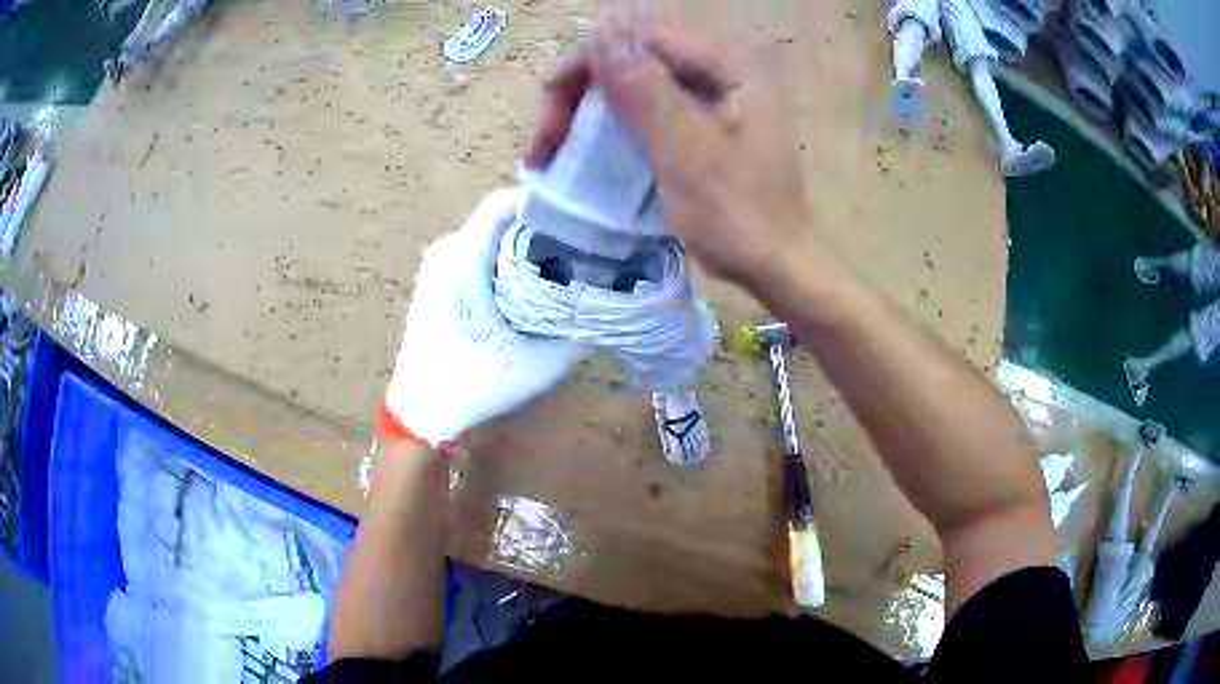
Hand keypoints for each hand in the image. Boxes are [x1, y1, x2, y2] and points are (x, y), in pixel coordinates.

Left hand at [384, 188, 584, 447]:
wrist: (420, 413)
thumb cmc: (474, 385)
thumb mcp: (538, 363)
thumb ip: (578, 329)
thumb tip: (610, 301)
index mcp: (464, 258)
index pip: (506, 202)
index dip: (547, 203)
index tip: (584, 218)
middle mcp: (448, 249)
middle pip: (503, 217)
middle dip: (544, 227)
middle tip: (585, 245)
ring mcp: (439, 263)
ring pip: (491, 235)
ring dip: (527, 244)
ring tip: (566, 263)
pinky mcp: (438, 279)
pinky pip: (479, 252)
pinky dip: (507, 258)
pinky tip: (533, 283)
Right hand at [525, 9, 815, 289]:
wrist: (779, 265)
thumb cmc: (740, 217)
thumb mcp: (687, 153)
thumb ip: (645, 89)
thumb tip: (602, 29)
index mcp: (726, 65)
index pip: (637, 39)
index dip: (582, 68)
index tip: (549, 124)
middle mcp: (720, 68)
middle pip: (631, 57)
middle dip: (579, 94)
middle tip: (545, 149)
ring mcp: (713, 94)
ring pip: (632, 83)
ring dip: (588, 112)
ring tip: (555, 155)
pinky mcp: (704, 121)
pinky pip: (646, 108)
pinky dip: (612, 126)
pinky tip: (590, 152)